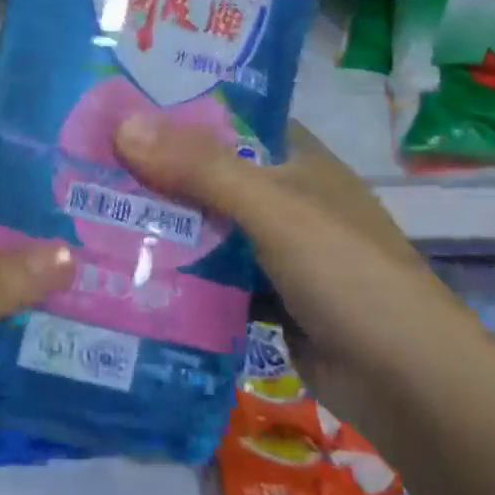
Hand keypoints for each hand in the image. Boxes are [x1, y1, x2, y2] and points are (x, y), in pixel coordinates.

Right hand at [114, 117, 485, 433]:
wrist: (411, 386)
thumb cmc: (347, 274)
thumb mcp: (273, 209)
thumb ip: (199, 168)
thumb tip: (121, 125)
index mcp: (295, 158)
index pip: (226, 117)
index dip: (173, 109)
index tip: (112, 107)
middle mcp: (283, 196)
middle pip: (206, 173)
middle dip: (152, 171)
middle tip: (82, 163)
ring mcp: (275, 249)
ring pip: (204, 226)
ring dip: (160, 224)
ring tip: (87, 211)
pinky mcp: (265, 296)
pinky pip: (210, 274)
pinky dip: (177, 272)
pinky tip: (126, 270)